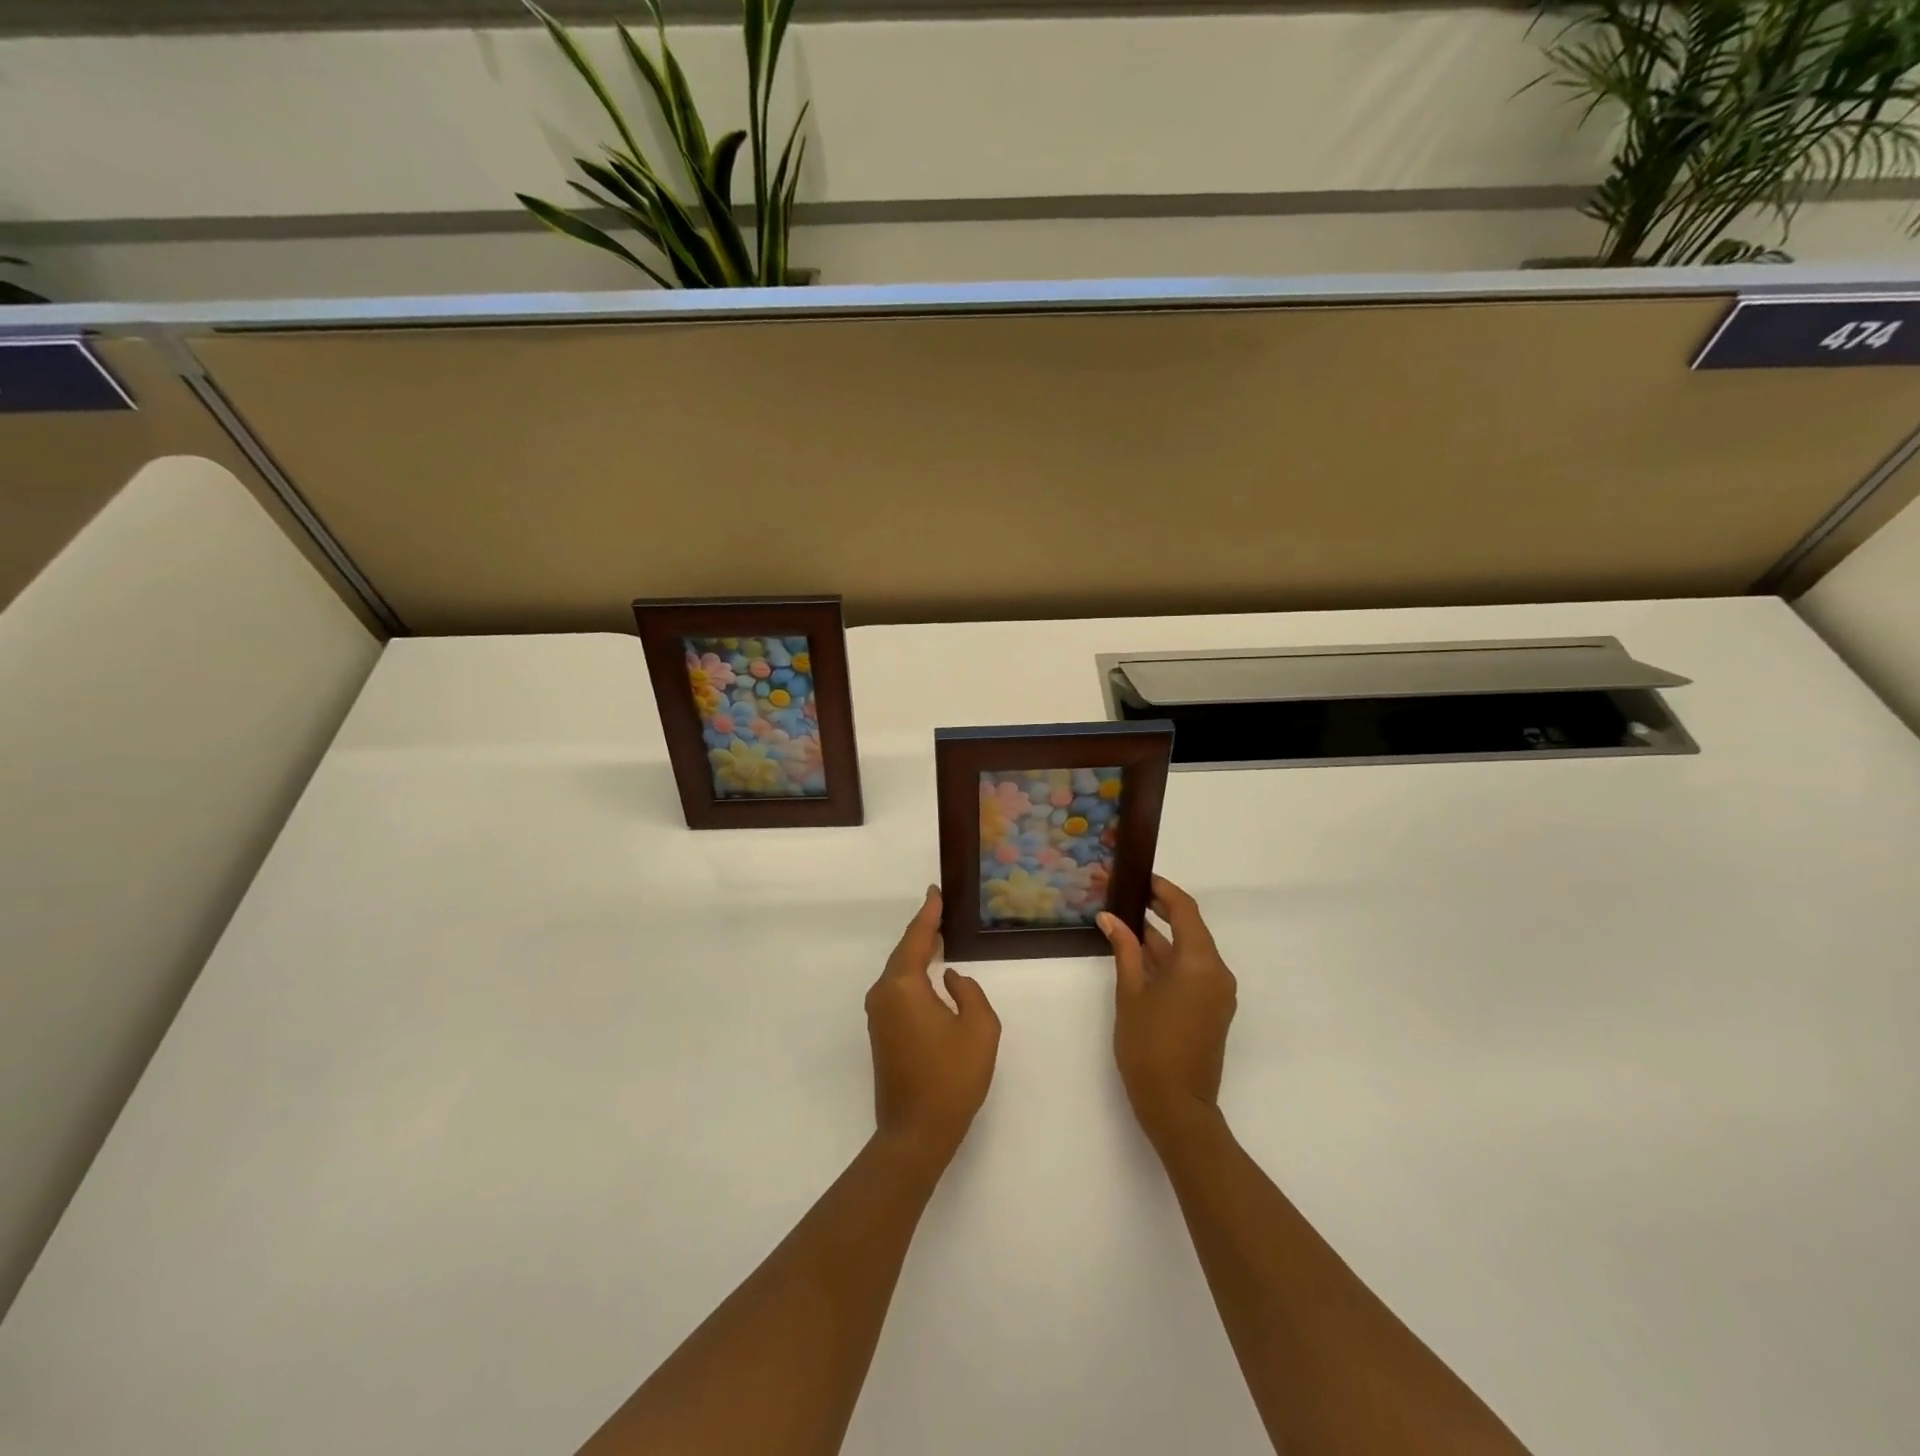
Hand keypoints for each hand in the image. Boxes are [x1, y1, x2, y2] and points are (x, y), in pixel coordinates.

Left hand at [866, 886, 1000, 1174]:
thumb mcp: (980, 1029)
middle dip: (922, 931)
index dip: (928, 914)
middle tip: (940, 909)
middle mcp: (884, 994)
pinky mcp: (882, 1033)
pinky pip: (898, 991)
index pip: (917, 939)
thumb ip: (970, 992)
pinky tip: (929, 974)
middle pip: (904, 953)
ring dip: (917, 953)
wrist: (915, 1133)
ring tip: (938, 935)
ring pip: (899, 973)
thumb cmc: (951, 1078)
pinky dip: (913, 975)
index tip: (935, 891)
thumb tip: (951, 980)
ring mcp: (879, 1015)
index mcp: (903, 986)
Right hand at [1098, 875, 1237, 1151]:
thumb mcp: (1131, 993)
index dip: (1163, 890)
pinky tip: (1140, 955)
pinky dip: (1169, 959)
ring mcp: (1218, 993)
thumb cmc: (1149, 1046)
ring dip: (1162, 936)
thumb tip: (1110, 918)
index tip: (1139, 878)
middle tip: (1128, 896)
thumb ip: (1124, 950)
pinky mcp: (1212, 1009)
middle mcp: (1217, 972)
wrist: (1177, 1106)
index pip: (1186, 910)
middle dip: (1161, 910)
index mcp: (1201, 963)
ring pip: (1190, 951)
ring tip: (1127, 922)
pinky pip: (1193, 971)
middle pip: (1191, 929)